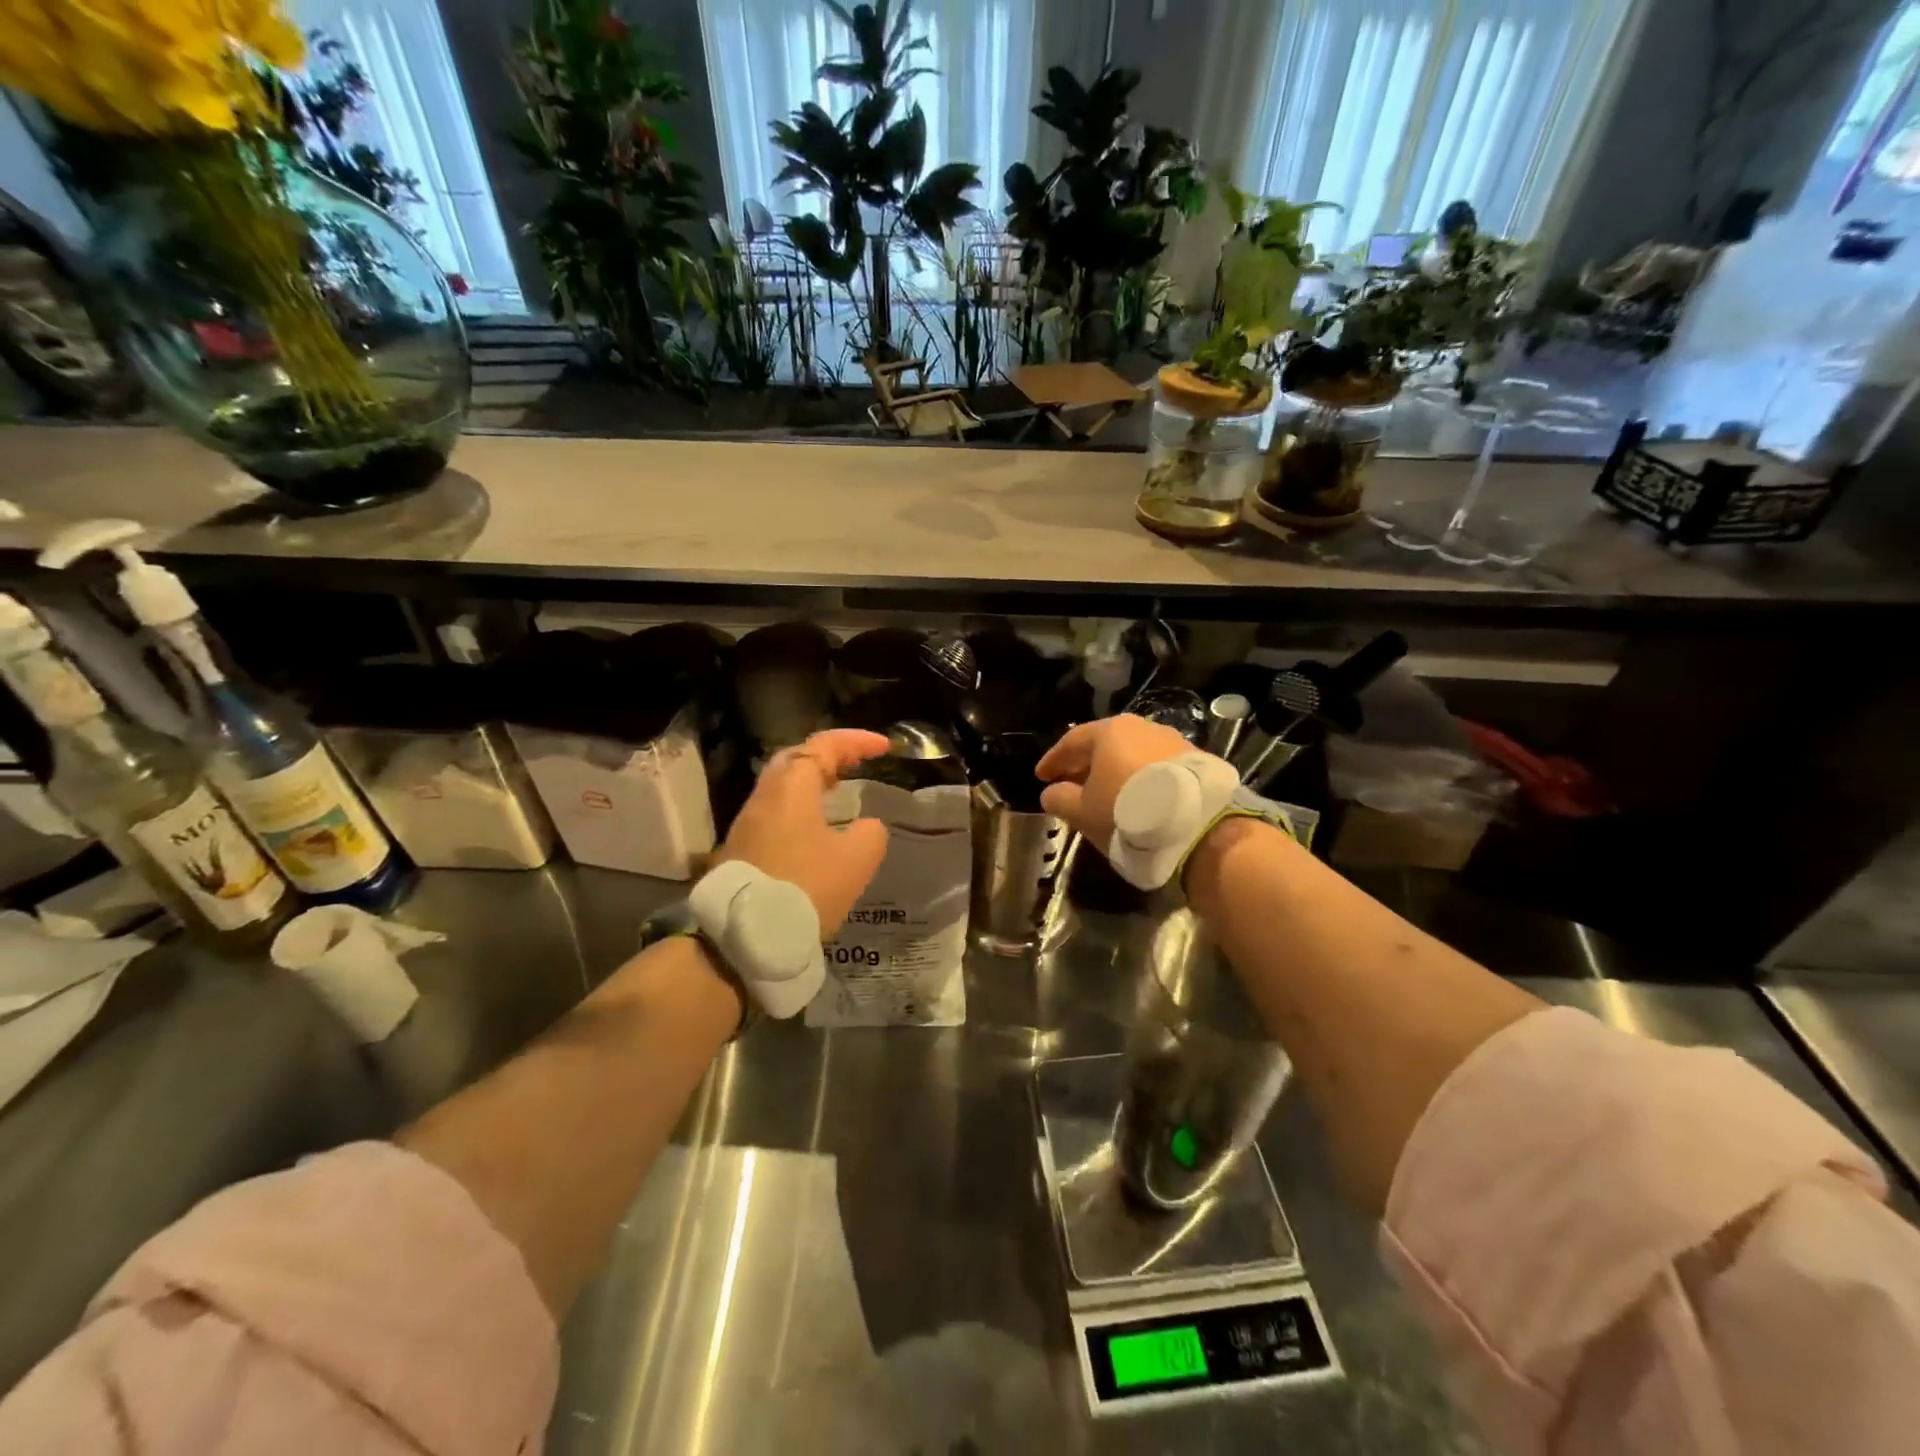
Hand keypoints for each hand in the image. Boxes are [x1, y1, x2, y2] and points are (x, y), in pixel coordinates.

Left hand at [719, 729, 891, 934]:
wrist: (744, 938)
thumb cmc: (805, 888)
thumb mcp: (856, 859)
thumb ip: (870, 833)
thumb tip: (865, 827)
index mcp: (791, 788)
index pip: (823, 746)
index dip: (856, 741)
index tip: (884, 747)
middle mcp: (764, 798)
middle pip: (796, 761)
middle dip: (829, 757)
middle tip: (856, 765)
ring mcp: (747, 825)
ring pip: (783, 789)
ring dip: (813, 785)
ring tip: (841, 796)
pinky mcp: (742, 851)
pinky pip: (776, 815)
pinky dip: (801, 810)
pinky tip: (818, 832)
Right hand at [1036, 715, 1201, 847]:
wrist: (1195, 824)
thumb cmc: (1126, 811)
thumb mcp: (1083, 811)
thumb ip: (1060, 799)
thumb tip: (1051, 793)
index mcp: (1108, 731)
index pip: (1071, 741)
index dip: (1053, 760)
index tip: (1041, 777)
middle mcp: (1140, 727)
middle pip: (1104, 744)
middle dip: (1084, 764)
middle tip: (1070, 783)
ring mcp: (1171, 740)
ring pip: (1131, 753)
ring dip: (1114, 771)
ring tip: (1105, 792)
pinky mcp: (1194, 759)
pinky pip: (1155, 765)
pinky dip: (1139, 778)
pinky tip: (1136, 796)